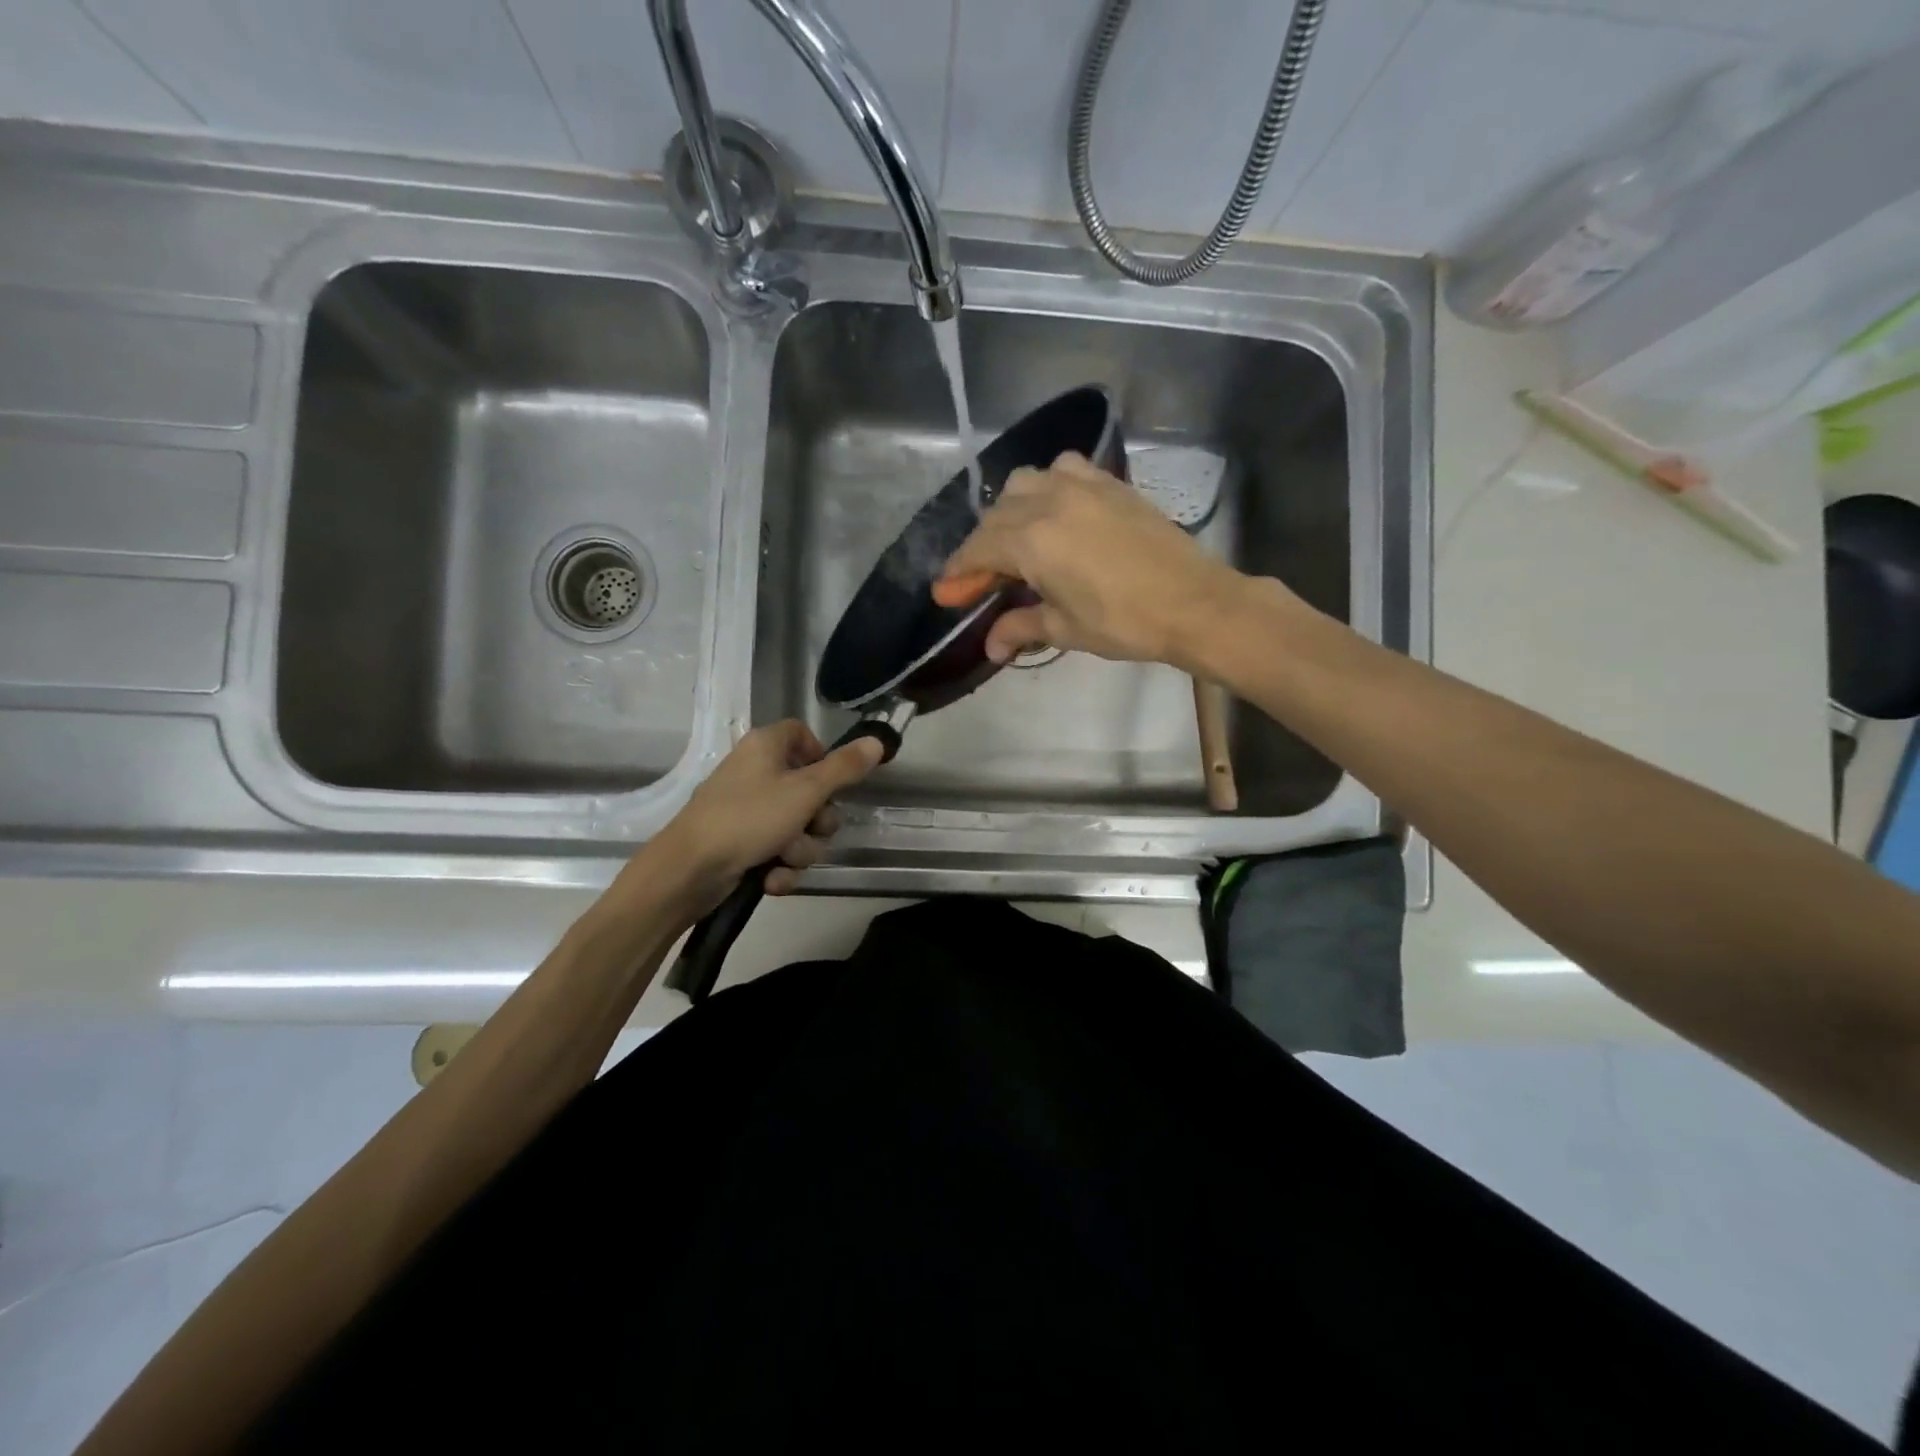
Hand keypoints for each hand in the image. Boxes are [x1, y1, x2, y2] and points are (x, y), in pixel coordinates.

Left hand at [642, 720, 884, 914]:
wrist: (689, 870)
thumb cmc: (749, 818)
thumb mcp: (805, 791)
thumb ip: (844, 768)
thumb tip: (877, 741)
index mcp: (766, 747)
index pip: (802, 734)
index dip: (822, 756)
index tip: (833, 780)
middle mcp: (756, 772)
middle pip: (809, 788)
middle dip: (817, 820)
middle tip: (811, 828)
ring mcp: (747, 810)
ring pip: (798, 827)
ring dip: (800, 850)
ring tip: (782, 859)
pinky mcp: (741, 844)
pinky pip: (777, 851)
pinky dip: (779, 868)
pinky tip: (770, 880)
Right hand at [932, 451, 1247, 668]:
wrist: (1194, 602)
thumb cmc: (1124, 622)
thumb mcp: (1066, 629)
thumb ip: (1021, 627)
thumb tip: (992, 648)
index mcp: (1032, 541)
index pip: (978, 549)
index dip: (958, 572)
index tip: (946, 591)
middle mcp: (1049, 502)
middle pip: (996, 516)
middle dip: (981, 548)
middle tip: (983, 581)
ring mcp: (1082, 486)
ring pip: (1025, 483)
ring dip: (1010, 510)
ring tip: (1017, 541)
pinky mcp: (1110, 483)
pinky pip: (1064, 469)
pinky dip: (1048, 486)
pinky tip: (1056, 511)